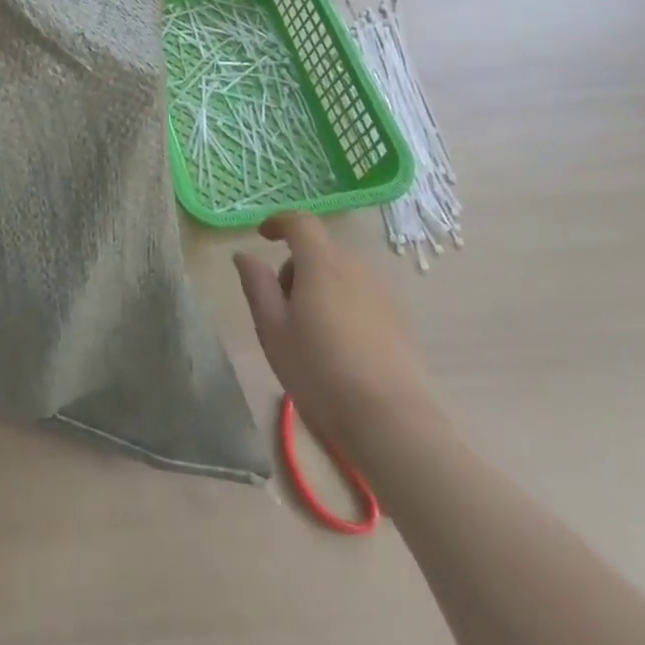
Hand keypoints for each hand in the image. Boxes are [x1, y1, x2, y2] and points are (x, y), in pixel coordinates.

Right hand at [234, 213, 437, 457]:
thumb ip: (256, 284)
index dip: (279, 222)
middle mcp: (355, 267)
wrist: (392, 422)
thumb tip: (244, 254)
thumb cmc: (320, 371)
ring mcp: (383, 292)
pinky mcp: (400, 319)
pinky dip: (344, 302)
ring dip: (320, 284)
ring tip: (309, 329)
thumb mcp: (272, 329)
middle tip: (280, 304)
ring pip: (342, 272)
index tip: (263, 237)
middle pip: (320, 249)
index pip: (300, 222)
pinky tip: (339, 344)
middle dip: (296, 265)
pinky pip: (362, 294)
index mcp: (321, 262)